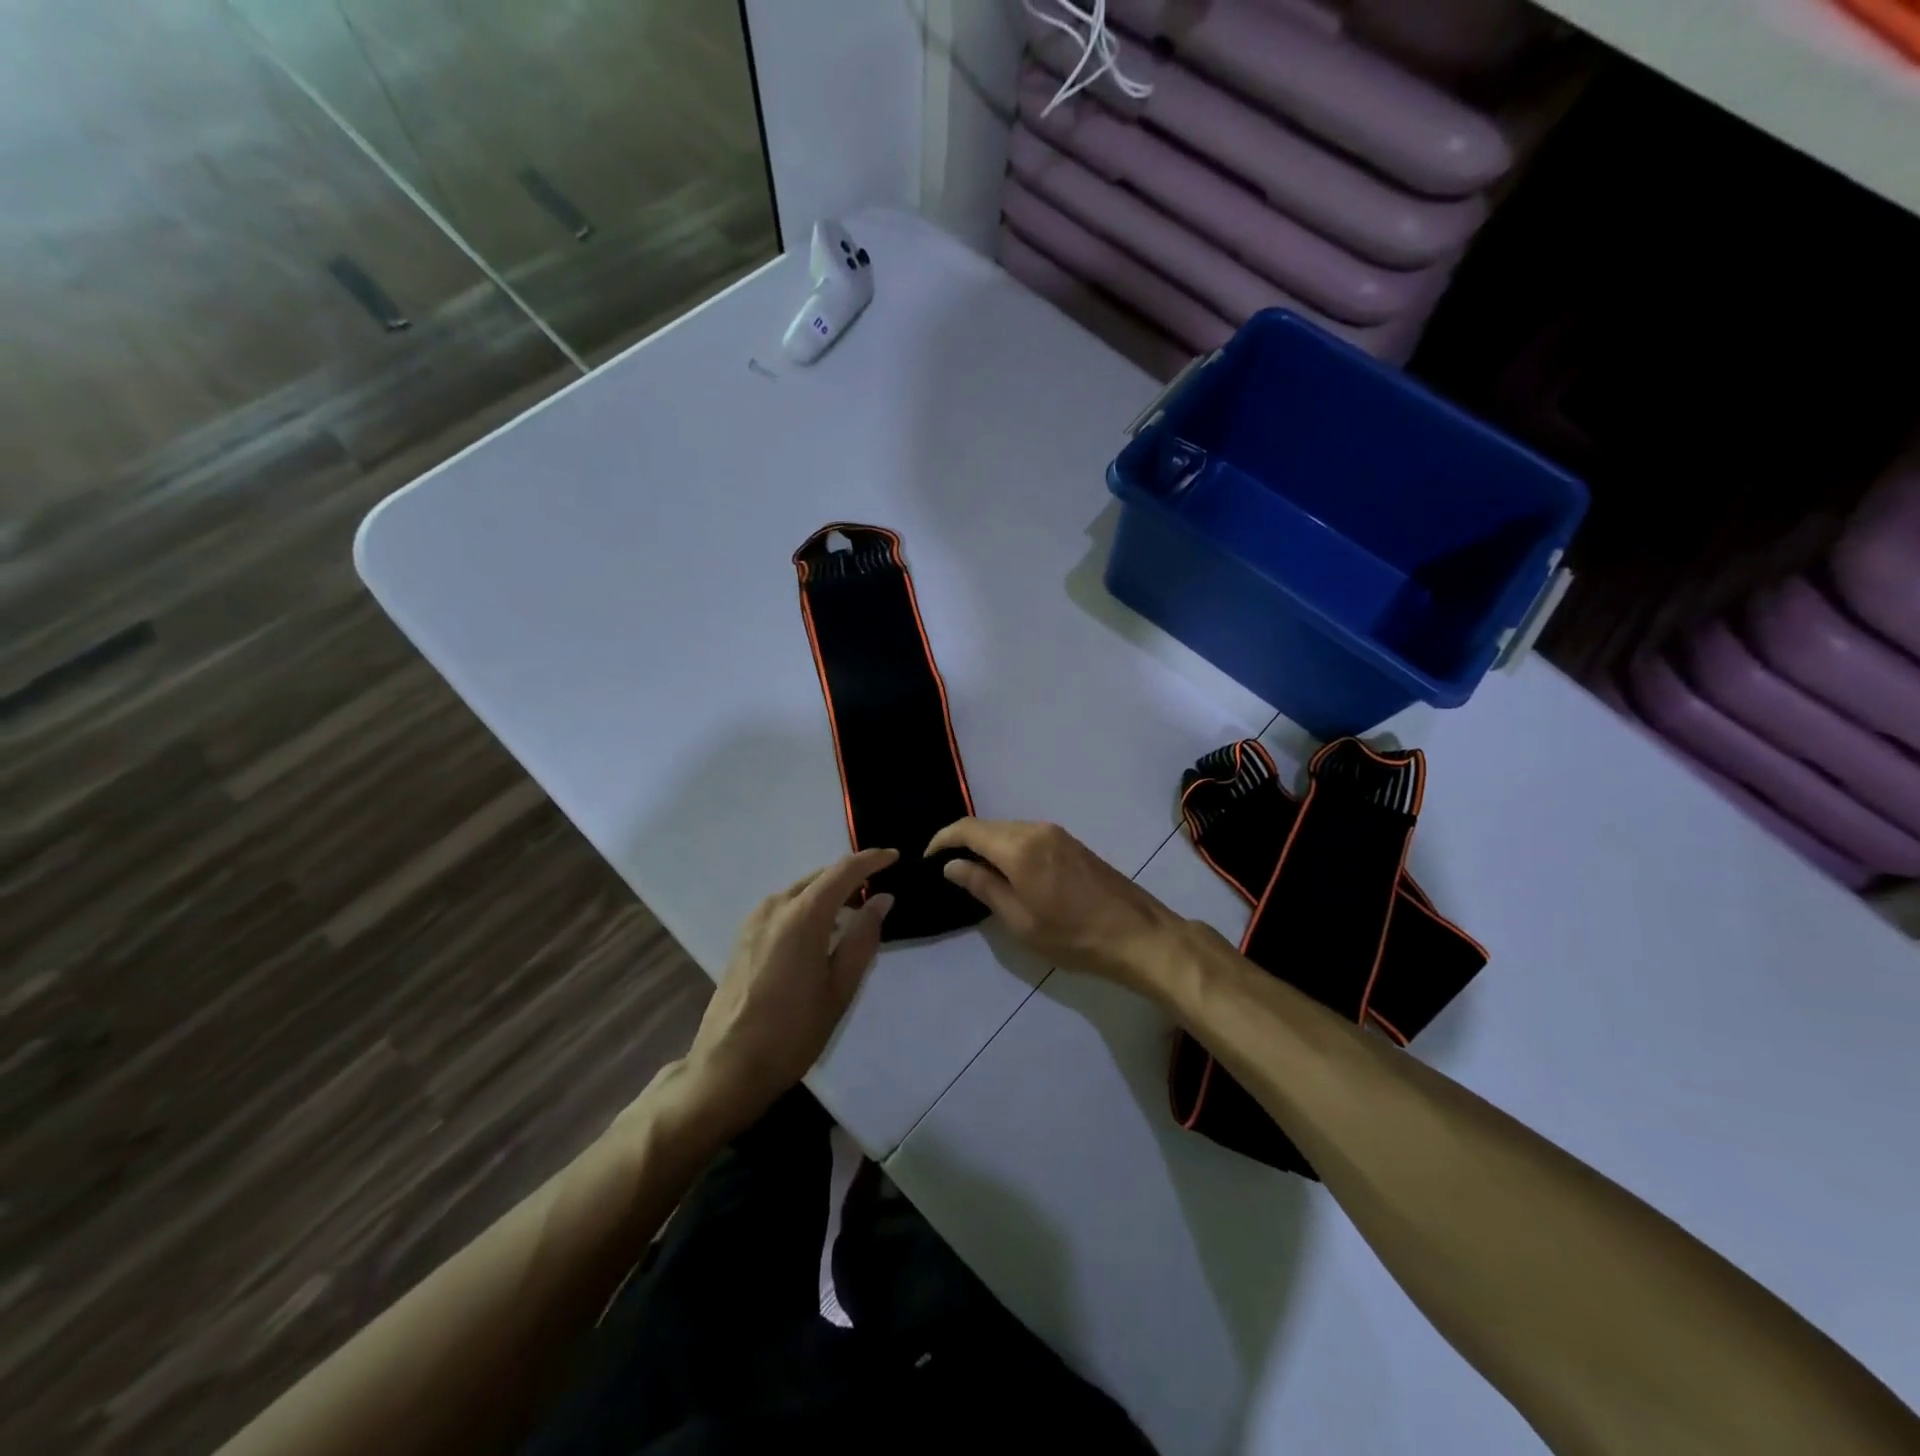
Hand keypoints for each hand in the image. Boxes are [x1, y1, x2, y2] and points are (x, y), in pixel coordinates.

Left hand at [679, 848, 897, 1136]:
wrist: (728, 1067)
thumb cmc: (793, 1032)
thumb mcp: (840, 988)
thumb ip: (863, 938)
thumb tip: (882, 899)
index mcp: (802, 916)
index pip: (843, 871)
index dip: (872, 860)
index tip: (895, 857)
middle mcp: (775, 906)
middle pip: (820, 877)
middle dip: (851, 877)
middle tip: (880, 889)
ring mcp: (755, 920)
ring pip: (801, 890)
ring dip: (829, 892)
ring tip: (855, 912)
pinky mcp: (744, 936)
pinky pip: (784, 906)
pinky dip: (808, 906)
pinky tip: (821, 931)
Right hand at [926, 819, 1183, 996]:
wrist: (1137, 935)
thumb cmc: (1072, 936)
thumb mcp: (1019, 920)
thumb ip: (983, 886)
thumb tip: (952, 865)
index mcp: (1019, 847)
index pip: (968, 829)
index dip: (942, 839)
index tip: (927, 858)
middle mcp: (1036, 829)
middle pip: (988, 826)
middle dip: (963, 842)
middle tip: (947, 869)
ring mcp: (1057, 833)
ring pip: (1008, 830)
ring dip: (987, 845)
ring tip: (974, 874)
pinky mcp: (1070, 842)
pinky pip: (1027, 836)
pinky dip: (1008, 847)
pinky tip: (1006, 872)